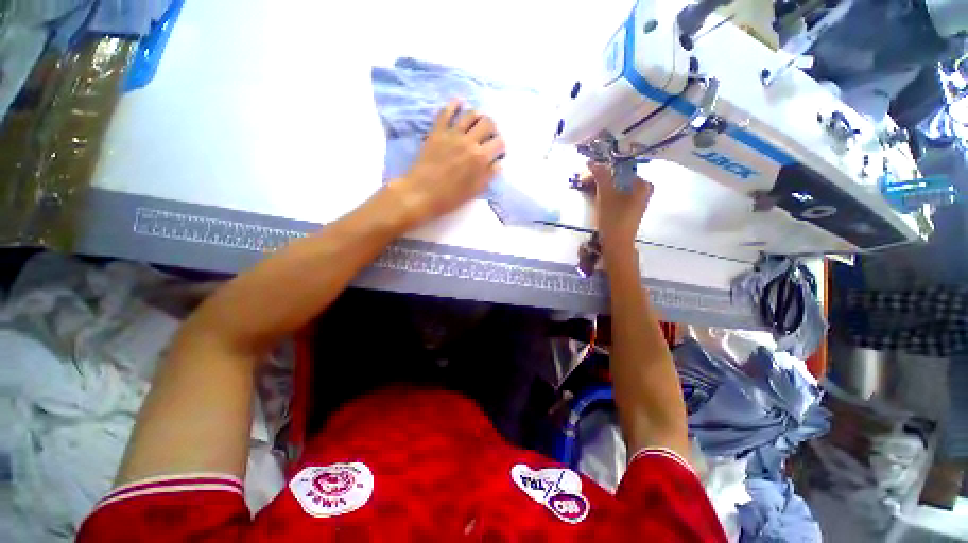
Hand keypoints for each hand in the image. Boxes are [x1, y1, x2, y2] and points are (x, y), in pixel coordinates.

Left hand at [388, 100, 504, 225]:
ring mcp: (452, 134)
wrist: (421, 194)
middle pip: (488, 123)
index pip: (499, 142)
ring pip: (471, 114)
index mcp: (481, 158)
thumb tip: (498, 162)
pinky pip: (446, 111)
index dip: (501, 147)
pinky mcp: (437, 131)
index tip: (498, 152)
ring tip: (477, 123)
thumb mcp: (474, 191)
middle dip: (493, 129)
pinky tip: (459, 102)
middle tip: (489, 137)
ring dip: (478, 116)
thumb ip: (489, 175)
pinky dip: (454, 104)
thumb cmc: (449, 197)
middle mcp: (469, 141)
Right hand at [586, 161, 652, 252]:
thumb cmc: (614, 218)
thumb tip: (590, 162)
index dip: (602, 169)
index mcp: (642, 184)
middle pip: (617, 178)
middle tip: (584, 181)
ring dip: (600, 186)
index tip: (587, 173)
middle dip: (599, 178)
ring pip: (615, 188)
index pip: (620, 169)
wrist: (616, 244)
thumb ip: (600, 176)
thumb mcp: (606, 194)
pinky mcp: (627, 210)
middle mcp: (642, 191)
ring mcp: (635, 201)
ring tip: (586, 188)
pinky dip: (604, 195)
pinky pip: (615, 196)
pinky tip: (593, 196)